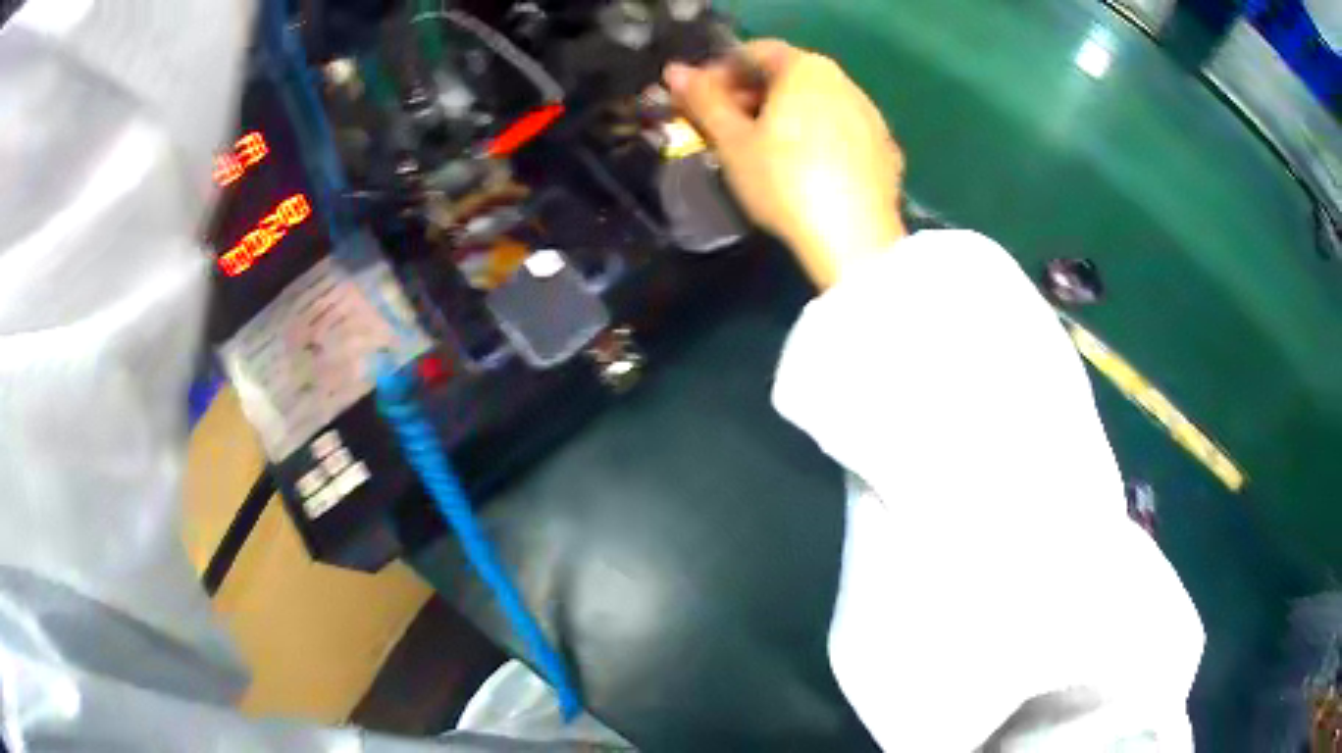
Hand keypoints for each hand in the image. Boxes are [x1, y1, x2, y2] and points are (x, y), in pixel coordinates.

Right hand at [664, 40, 905, 287]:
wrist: (854, 239)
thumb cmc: (784, 181)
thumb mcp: (732, 142)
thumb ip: (703, 101)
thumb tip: (675, 73)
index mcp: (806, 69)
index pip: (754, 52)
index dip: (720, 72)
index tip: (700, 102)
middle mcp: (844, 81)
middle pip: (788, 76)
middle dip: (751, 95)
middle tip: (724, 128)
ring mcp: (870, 115)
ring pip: (816, 103)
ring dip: (783, 116)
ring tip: (761, 151)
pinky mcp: (885, 150)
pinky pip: (840, 131)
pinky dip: (815, 138)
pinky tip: (803, 170)